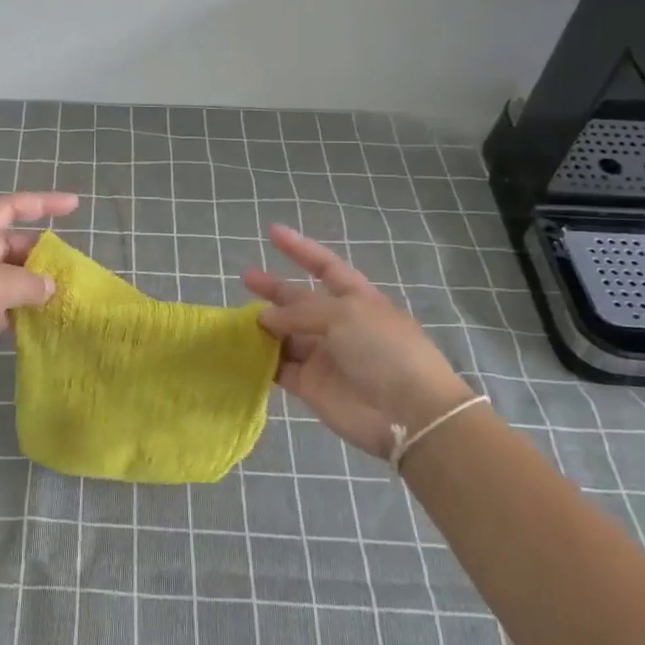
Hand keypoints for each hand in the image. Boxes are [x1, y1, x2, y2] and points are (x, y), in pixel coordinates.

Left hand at [0, 191, 79, 401]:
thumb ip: (26, 283)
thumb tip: (49, 286)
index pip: (9, 208)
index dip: (43, 203)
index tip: (75, 206)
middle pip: (8, 245)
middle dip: (39, 255)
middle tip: (72, 271)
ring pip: (3, 279)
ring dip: (30, 287)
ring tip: (64, 297)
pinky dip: (16, 312)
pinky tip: (39, 323)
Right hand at [243, 224, 473, 458]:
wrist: (407, 412)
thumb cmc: (383, 350)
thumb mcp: (344, 315)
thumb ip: (299, 311)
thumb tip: (265, 318)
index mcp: (357, 299)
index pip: (325, 266)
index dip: (300, 249)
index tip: (273, 232)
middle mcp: (339, 325)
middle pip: (300, 301)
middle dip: (274, 289)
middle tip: (246, 279)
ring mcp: (324, 356)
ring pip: (286, 335)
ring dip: (264, 327)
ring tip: (237, 320)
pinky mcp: (311, 385)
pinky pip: (280, 368)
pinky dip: (261, 360)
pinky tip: (240, 350)